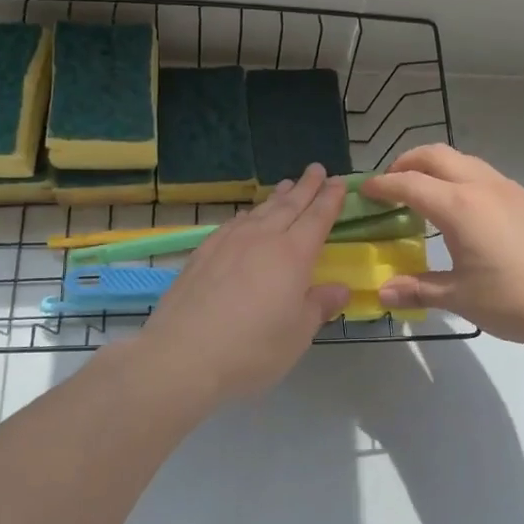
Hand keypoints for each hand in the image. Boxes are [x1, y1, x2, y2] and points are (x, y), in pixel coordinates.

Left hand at [135, 164, 350, 405]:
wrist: (183, 355)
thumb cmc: (252, 348)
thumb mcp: (298, 334)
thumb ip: (319, 306)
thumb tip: (340, 288)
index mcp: (293, 255)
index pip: (317, 218)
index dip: (330, 199)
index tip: (339, 181)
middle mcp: (262, 238)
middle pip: (289, 205)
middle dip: (306, 187)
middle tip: (317, 169)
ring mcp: (229, 242)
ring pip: (260, 211)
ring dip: (277, 197)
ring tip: (286, 185)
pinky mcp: (203, 253)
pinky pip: (233, 223)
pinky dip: (247, 215)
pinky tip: (246, 217)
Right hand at [362, 145, 523, 350]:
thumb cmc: (512, 300)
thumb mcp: (459, 298)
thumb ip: (418, 289)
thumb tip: (382, 293)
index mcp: (458, 206)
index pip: (409, 183)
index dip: (382, 185)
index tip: (364, 190)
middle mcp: (481, 186)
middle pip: (435, 155)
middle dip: (407, 162)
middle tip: (391, 184)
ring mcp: (508, 189)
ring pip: (463, 160)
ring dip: (436, 167)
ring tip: (425, 193)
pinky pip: (483, 174)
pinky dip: (461, 177)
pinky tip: (463, 209)